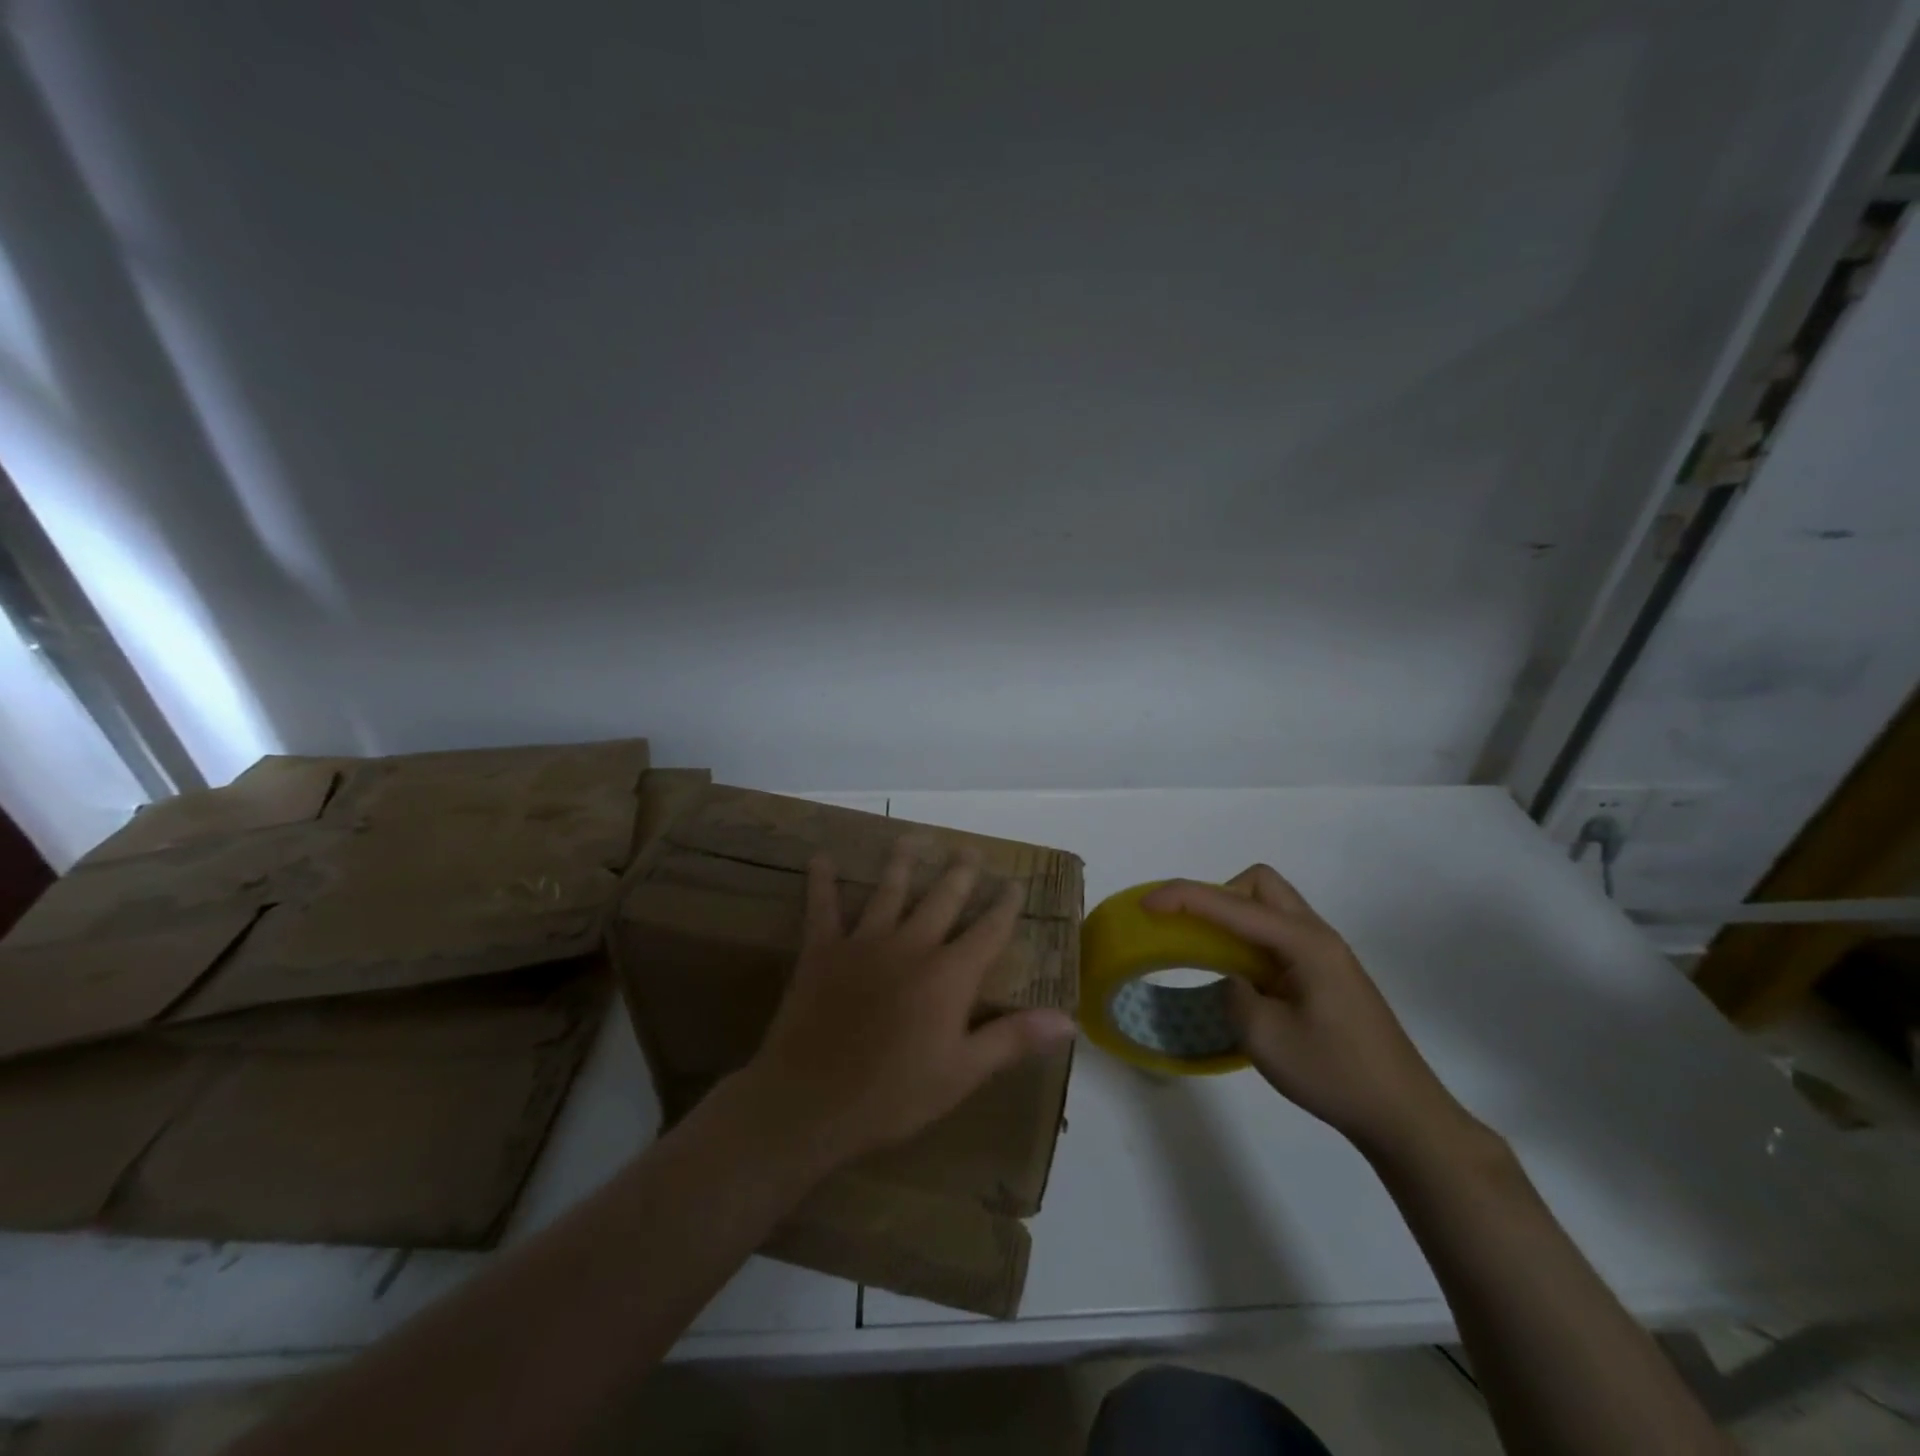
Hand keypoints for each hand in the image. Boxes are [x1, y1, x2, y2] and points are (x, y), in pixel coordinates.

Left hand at [742, 840, 1077, 1168]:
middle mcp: (911, 945)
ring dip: (902, 863)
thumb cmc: (894, 1094)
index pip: (988, 931)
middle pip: (943, 899)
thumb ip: (1013, 1038)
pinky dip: (822, 882)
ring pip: (889, 891)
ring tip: (912, 838)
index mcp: (949, 974)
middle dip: (960, 873)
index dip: (1005, 906)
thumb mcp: (963, 1073)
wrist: (811, 1101)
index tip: (1015, 883)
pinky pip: (823, 908)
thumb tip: (1068, 1020)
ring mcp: (865, 943)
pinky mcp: (823, 950)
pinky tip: (821, 858)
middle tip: (969, 849)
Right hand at [1142, 866, 1479, 1157]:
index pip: (1232, 905)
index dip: (1184, 898)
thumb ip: (1233, 993)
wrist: (1403, 1115)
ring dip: (1233, 917)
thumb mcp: (1264, 1038)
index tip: (1146, 904)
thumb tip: (1233, 979)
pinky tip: (1241, 975)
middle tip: (1192, 932)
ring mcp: (1325, 953)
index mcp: (1304, 943)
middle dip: (1217, 896)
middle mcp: (1316, 935)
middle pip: (1258, 884)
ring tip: (1210, 953)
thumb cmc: (1335, 1074)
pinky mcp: (1326, 972)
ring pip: (1270, 906)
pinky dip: (1249, 939)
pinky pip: (1277, 934)